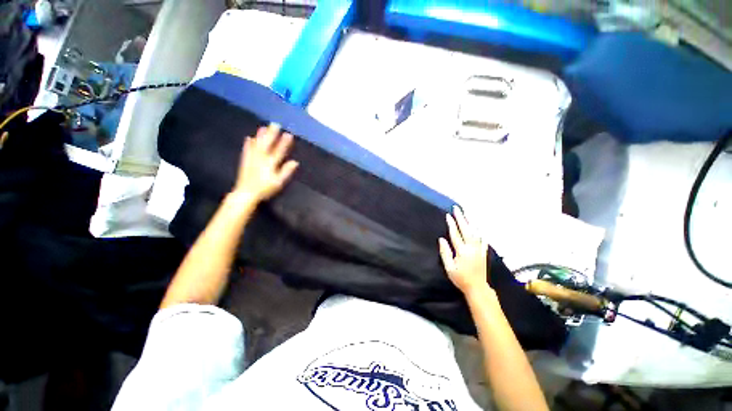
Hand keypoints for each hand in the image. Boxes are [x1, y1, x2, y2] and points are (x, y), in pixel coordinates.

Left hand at [233, 124, 298, 202]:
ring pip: (257, 144)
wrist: (246, 193)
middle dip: (271, 134)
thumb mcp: (278, 182)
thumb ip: (286, 171)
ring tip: (263, 127)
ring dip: (260, 135)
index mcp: (270, 163)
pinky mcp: (245, 161)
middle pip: (267, 144)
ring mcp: (252, 158)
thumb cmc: (264, 188)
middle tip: (275, 124)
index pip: (279, 151)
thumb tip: (295, 162)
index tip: (288, 134)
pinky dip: (248, 143)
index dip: (284, 142)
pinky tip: (249, 138)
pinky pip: (247, 149)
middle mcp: (261, 158)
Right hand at [439, 206, 490, 295]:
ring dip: (470, 221)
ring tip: (466, 213)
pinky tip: (478, 227)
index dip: (452, 224)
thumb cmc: (460, 278)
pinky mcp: (483, 252)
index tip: (448, 215)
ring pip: (475, 232)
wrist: (477, 288)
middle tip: (457, 208)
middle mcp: (471, 248)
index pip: (455, 234)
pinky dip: (480, 232)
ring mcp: (479, 249)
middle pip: (466, 230)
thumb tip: (442, 239)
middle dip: (461, 218)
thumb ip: (445, 253)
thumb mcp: (449, 268)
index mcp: (462, 251)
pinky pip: (482, 239)